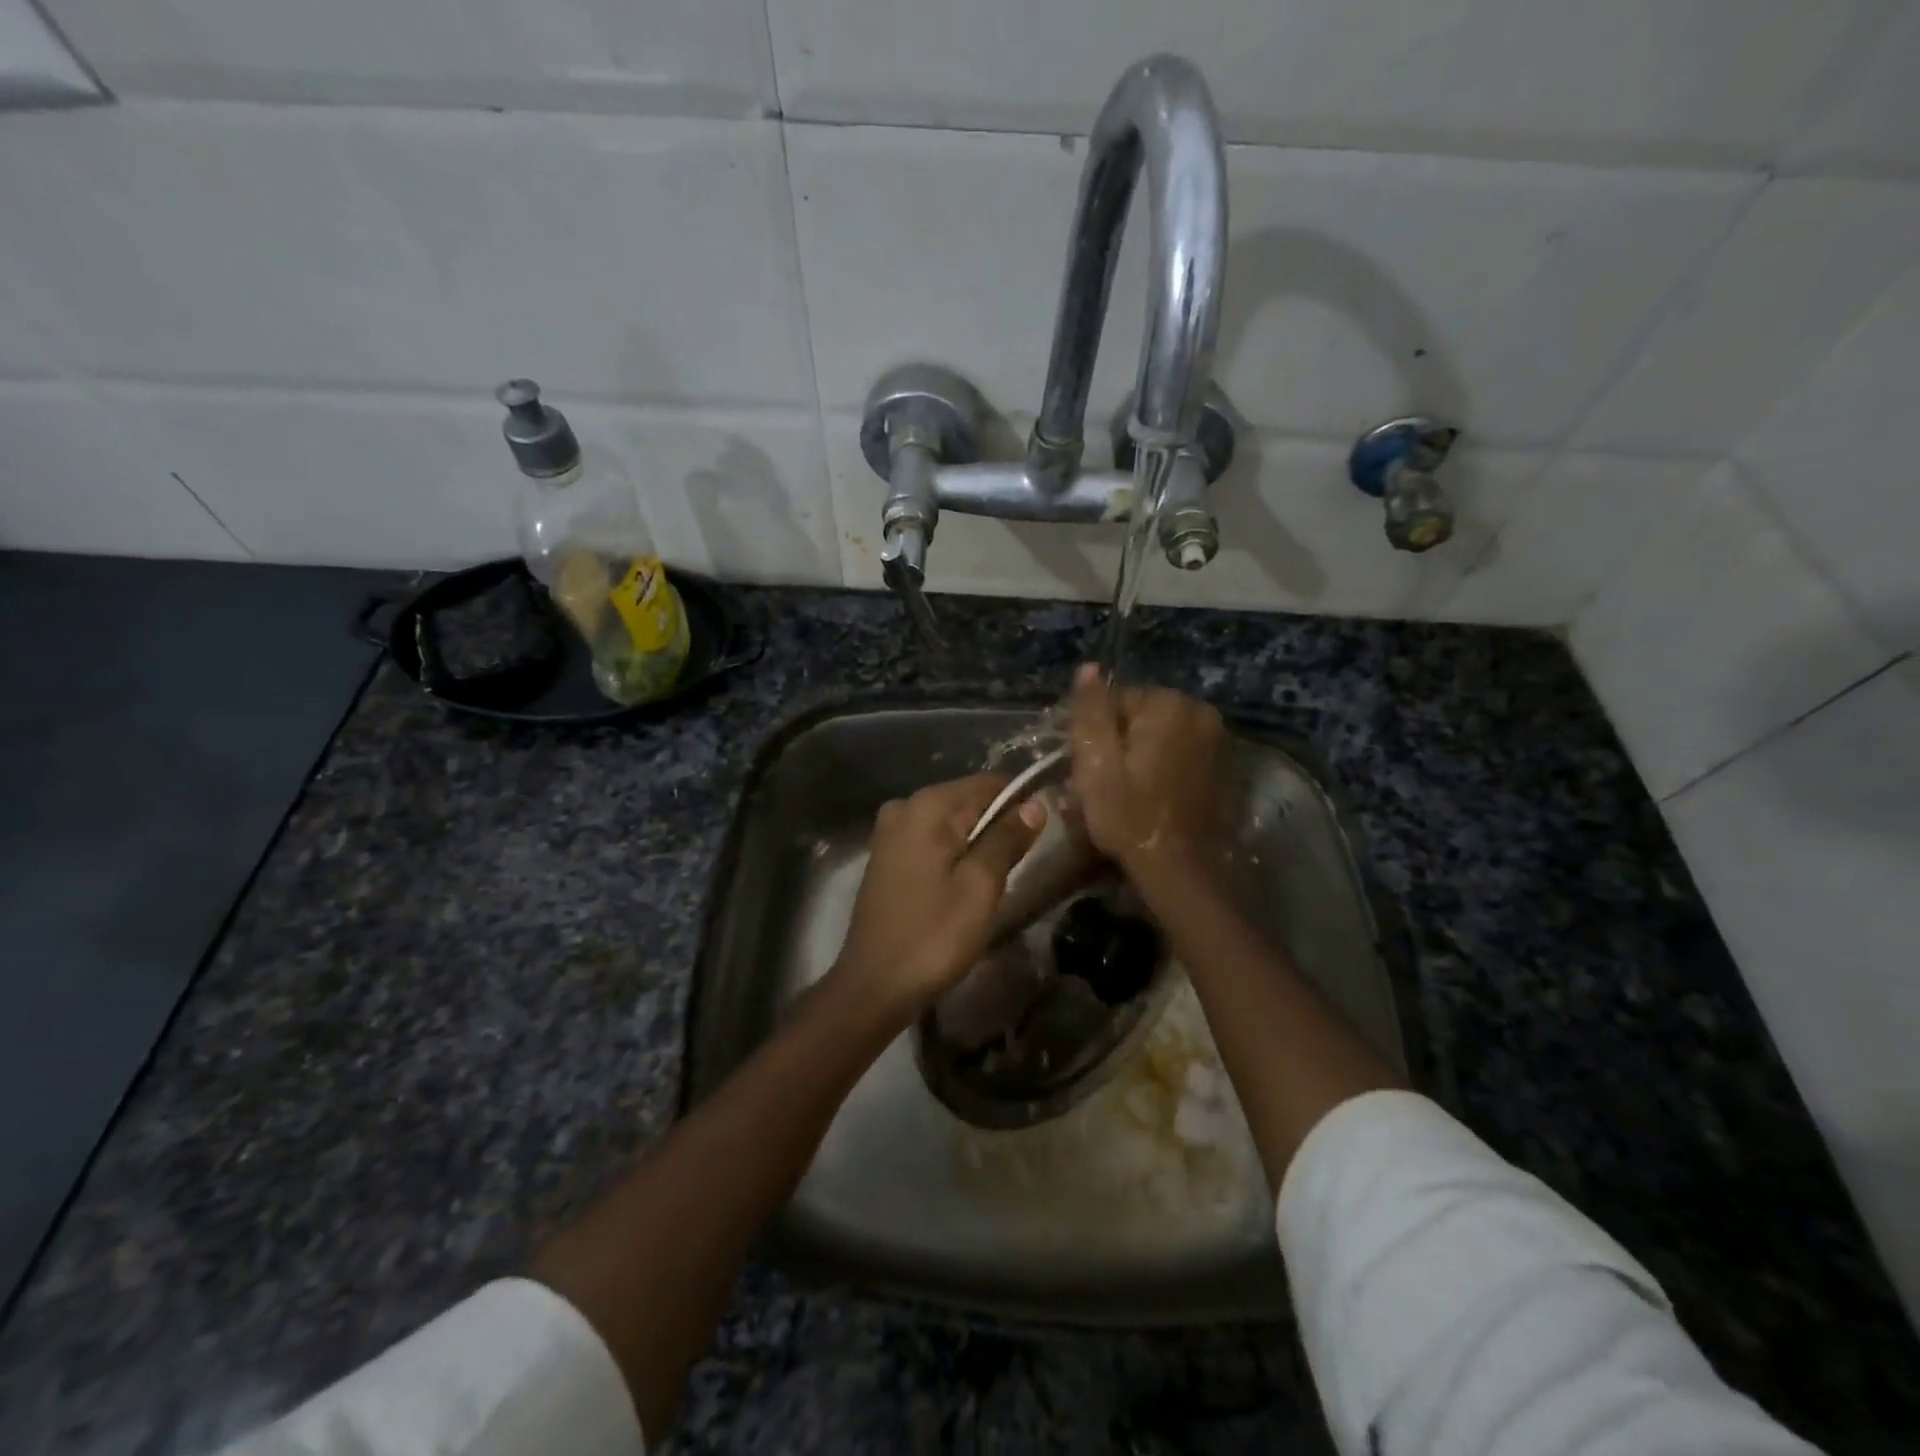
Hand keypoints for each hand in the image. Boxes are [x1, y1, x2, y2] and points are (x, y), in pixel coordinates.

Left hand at [829, 774, 1044, 1025]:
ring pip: (951, 824)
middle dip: (1000, 824)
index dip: (1021, 802)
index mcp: (927, 806)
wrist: (874, 986)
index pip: (988, 784)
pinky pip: (933, 841)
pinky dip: (955, 854)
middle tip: (1027, 861)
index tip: (1046, 830)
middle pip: (968, 801)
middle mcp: (904, 807)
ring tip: (1002, 876)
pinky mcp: (887, 857)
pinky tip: (968, 884)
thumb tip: (1035, 803)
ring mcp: (890, 832)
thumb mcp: (980, 886)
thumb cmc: (932, 935)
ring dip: (979, 842)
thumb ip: (1007, 838)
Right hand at [1069, 663, 1224, 877]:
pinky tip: (1151, 795)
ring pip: (1159, 734)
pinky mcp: (1222, 764)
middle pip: (1140, 715)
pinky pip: (1180, 752)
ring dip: (1140, 754)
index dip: (1095, 733)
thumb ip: (1091, 711)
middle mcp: (1199, 711)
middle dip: (1119, 741)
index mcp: (1168, 705)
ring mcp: (1217, 739)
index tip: (1087, 766)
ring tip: (1125, 791)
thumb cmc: (1129, 815)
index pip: (1116, 700)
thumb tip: (1088, 668)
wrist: (1179, 869)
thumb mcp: (1096, 762)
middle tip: (1104, 781)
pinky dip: (1163, 765)